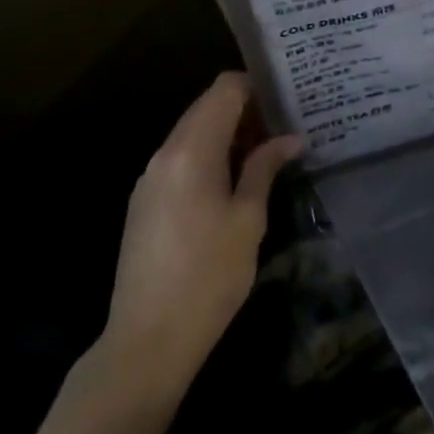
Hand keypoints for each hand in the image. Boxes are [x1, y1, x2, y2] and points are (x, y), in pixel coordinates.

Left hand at [100, 73, 302, 401]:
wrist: (144, 345)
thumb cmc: (207, 278)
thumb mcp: (248, 220)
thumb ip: (264, 168)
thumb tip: (290, 138)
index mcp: (192, 149)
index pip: (225, 88)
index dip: (256, 87)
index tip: (284, 105)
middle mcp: (166, 152)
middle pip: (207, 105)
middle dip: (244, 111)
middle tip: (279, 132)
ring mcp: (150, 176)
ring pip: (193, 131)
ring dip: (225, 134)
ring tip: (260, 158)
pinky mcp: (143, 201)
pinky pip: (180, 157)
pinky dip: (207, 156)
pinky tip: (229, 185)